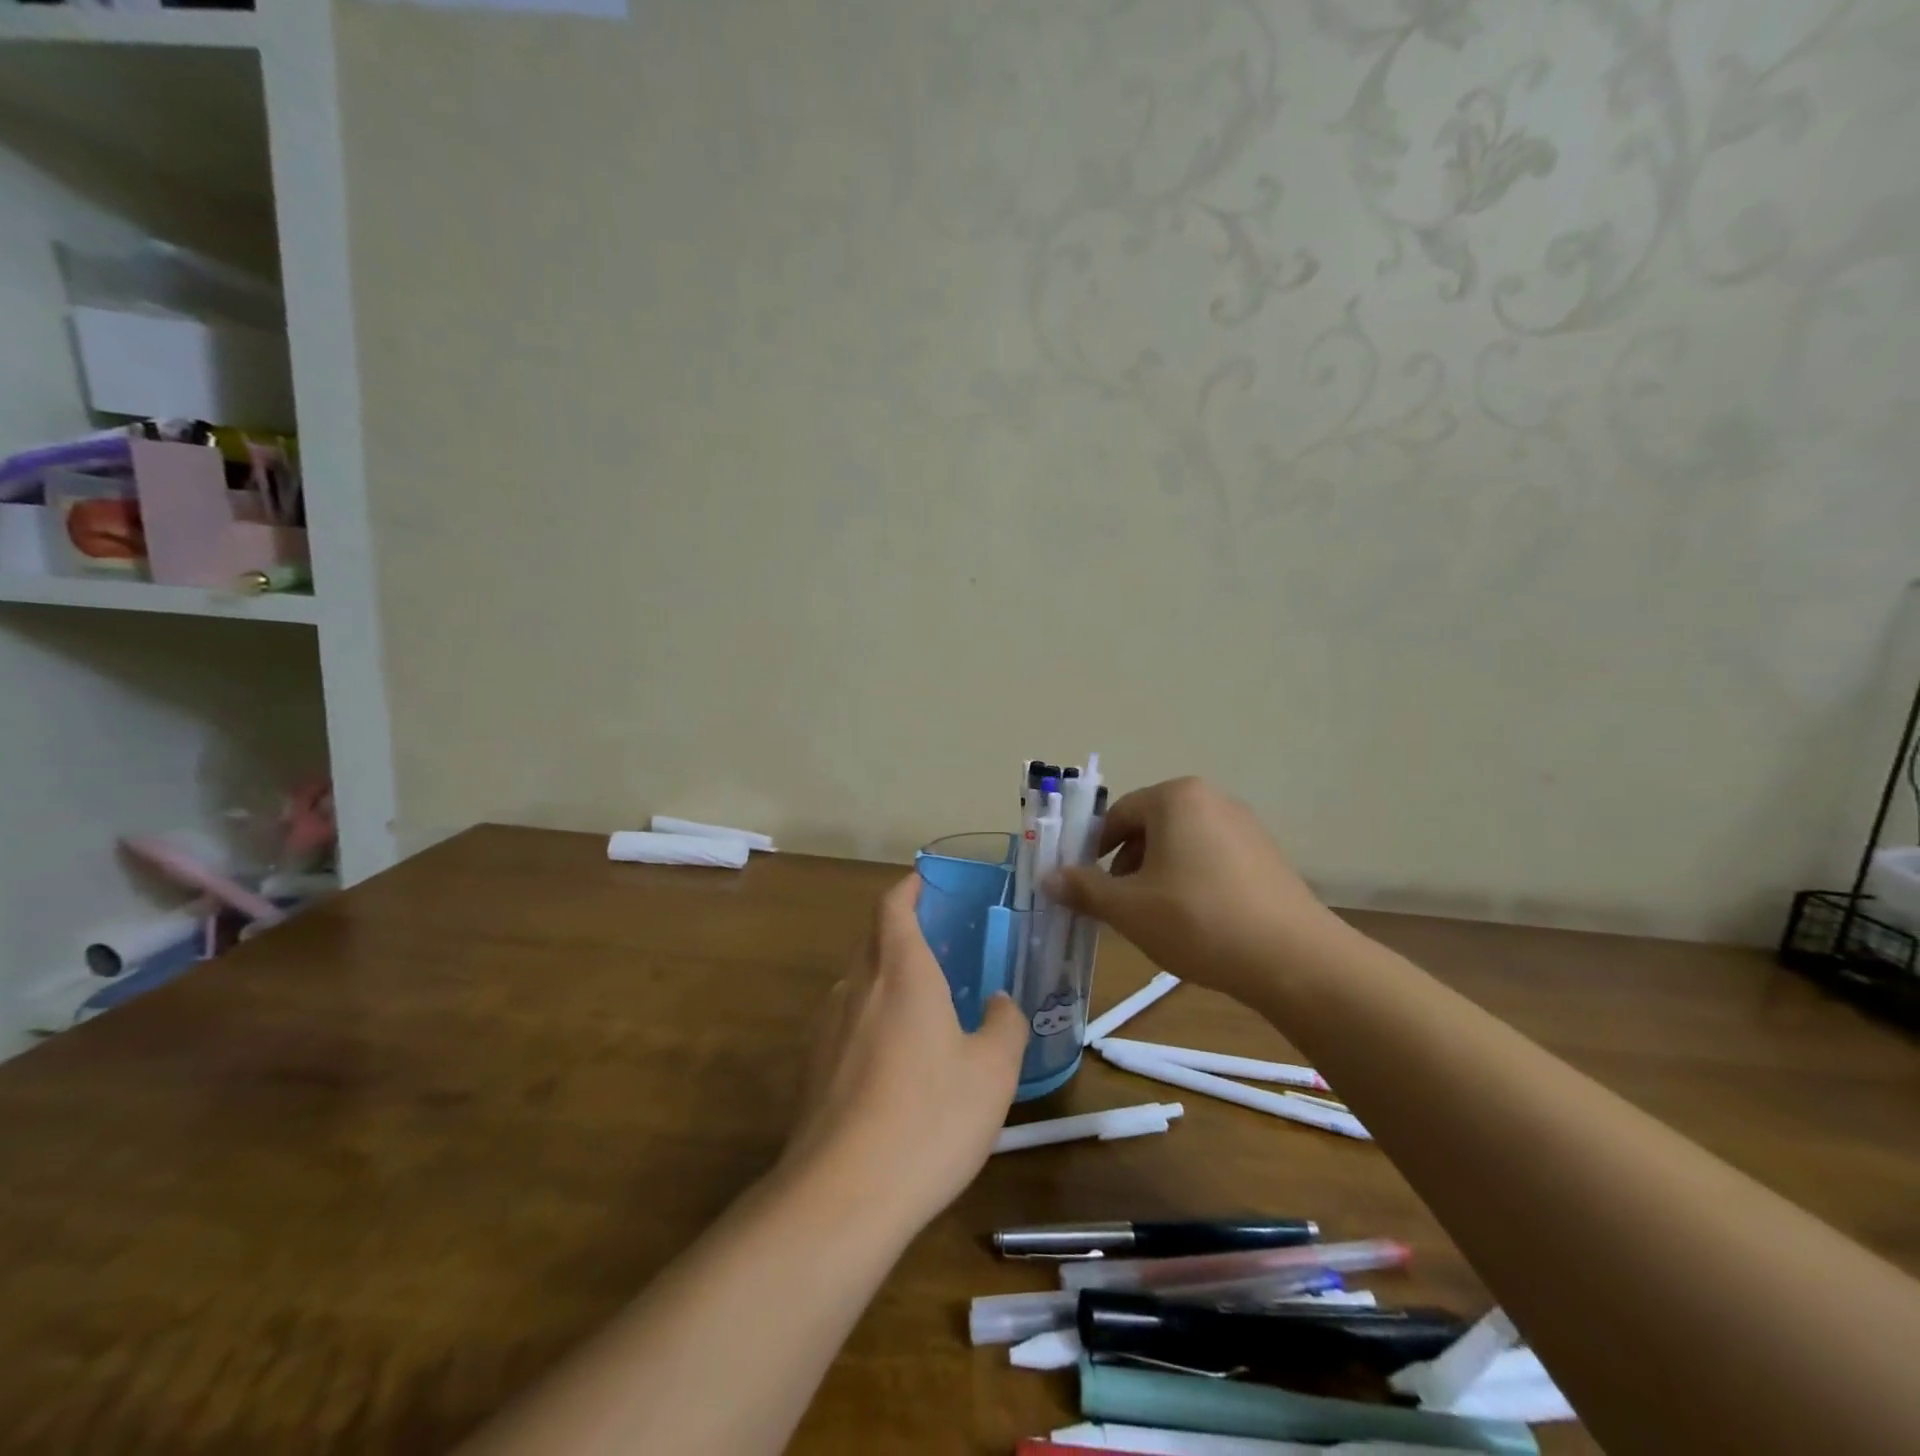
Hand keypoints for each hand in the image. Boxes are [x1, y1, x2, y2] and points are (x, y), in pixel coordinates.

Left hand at [781, 874, 1028, 1229]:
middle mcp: (857, 988)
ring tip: (919, 1002)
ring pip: (857, 982)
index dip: (907, 888)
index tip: (923, 881)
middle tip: (936, 942)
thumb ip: (1004, 1024)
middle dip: (899, 930)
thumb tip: (998, 1001)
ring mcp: (827, 1028)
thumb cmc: (929, 1117)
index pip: (893, 907)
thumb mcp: (993, 1071)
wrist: (842, 1195)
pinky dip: (869, 1019)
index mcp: (901, 973)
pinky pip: (845, 1023)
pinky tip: (892, 1060)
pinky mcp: (812, 1069)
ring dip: (884, 976)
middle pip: (872, 940)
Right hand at [1047, 777, 1345, 1003]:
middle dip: (1127, 867)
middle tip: (1121, 908)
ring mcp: (1245, 826)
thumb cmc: (1197, 920)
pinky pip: (1212, 860)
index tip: (1086, 887)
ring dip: (1158, 877)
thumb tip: (1047, 877)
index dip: (1093, 852)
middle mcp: (1212, 799)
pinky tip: (1196, 923)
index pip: (1117, 816)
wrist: (1293, 959)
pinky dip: (1192, 883)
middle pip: (1150, 828)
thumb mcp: (1128, 908)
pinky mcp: (1267, 856)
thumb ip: (1083, 888)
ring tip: (1158, 920)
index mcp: (1175, 797)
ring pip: (1181, 846)